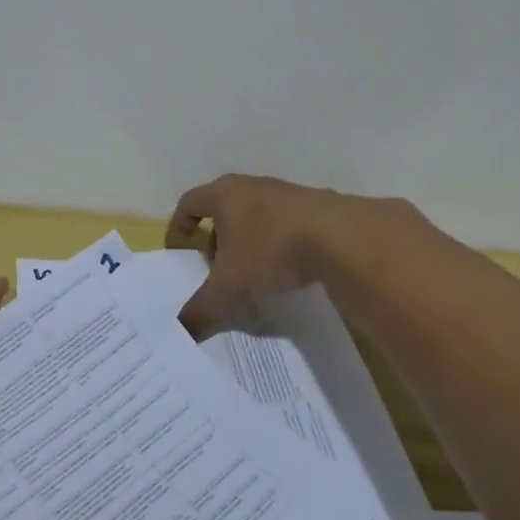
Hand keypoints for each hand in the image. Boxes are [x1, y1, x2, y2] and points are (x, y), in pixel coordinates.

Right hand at [166, 174, 400, 335]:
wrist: (341, 236)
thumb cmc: (271, 249)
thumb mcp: (229, 286)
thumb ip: (202, 309)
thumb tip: (180, 333)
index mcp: (225, 194)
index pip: (189, 203)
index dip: (178, 226)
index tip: (179, 250)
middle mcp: (253, 186)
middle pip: (223, 209)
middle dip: (216, 239)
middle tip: (217, 269)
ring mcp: (286, 193)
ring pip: (255, 216)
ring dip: (247, 242)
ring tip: (252, 273)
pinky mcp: (315, 206)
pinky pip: (283, 223)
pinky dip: (276, 242)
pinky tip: (286, 268)